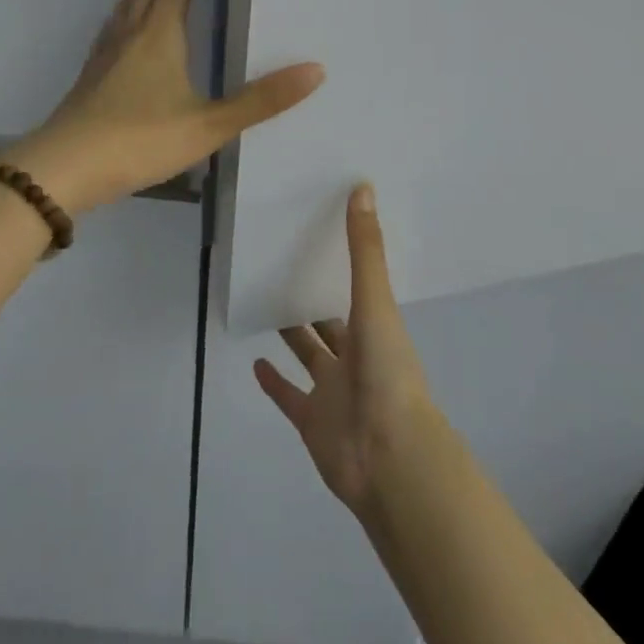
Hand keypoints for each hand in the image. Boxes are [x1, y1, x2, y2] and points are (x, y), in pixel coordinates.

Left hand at [5, 0, 323, 214]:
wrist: (64, 169)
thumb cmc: (140, 140)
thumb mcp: (208, 124)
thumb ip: (261, 100)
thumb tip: (316, 70)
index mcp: (160, 34)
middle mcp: (132, 31)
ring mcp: (108, 51)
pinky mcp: (94, 72)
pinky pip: (116, 20)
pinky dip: (128, 3)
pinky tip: (124, 18)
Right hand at [255, 185, 440, 516]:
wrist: (388, 456)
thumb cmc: (387, 371)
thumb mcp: (375, 301)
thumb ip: (365, 248)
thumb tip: (363, 187)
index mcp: (374, 327)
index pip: (356, 287)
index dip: (342, 264)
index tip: (323, 234)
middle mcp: (355, 355)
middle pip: (330, 321)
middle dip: (313, 298)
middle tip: (285, 265)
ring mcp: (333, 390)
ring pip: (309, 354)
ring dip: (293, 333)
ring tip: (268, 302)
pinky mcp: (311, 421)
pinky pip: (289, 396)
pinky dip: (273, 381)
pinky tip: (255, 360)